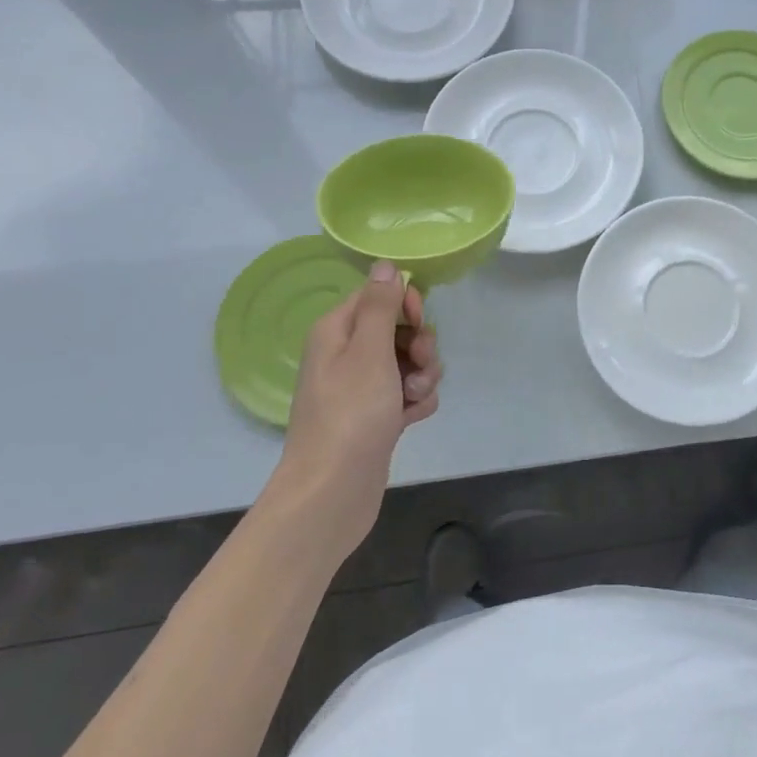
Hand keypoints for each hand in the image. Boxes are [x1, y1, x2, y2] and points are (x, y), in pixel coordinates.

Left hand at [269, 262, 440, 560]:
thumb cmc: (351, 414)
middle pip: (398, 329)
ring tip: (414, 399)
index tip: (418, 323)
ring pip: (409, 362)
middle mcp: (346, 355)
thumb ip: (381, 306)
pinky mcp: (376, 416)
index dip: (405, 305)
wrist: (333, 491)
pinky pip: (407, 393)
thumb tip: (384, 265)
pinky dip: (416, 402)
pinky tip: (412, 419)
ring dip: (423, 376)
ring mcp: (361, 388)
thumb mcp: (369, 351)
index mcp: (337, 332)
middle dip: (420, 345)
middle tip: (420, 366)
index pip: (377, 296)